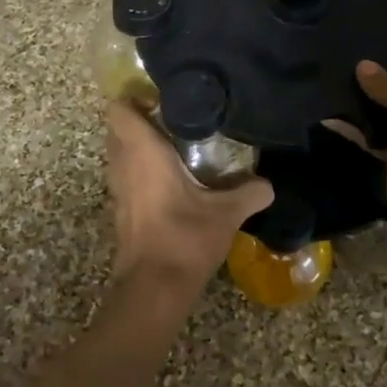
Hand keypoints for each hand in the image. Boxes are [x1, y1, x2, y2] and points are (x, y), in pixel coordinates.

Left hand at [105, 102, 273, 294]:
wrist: (154, 289)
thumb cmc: (184, 238)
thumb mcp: (226, 214)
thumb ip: (249, 193)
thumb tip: (269, 184)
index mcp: (143, 152)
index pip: (119, 110)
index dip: (133, 98)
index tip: (160, 97)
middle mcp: (124, 165)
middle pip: (118, 129)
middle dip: (139, 121)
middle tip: (172, 119)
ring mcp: (118, 189)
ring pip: (120, 155)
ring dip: (138, 148)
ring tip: (173, 146)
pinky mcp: (121, 211)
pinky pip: (125, 177)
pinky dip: (140, 172)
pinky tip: (170, 181)